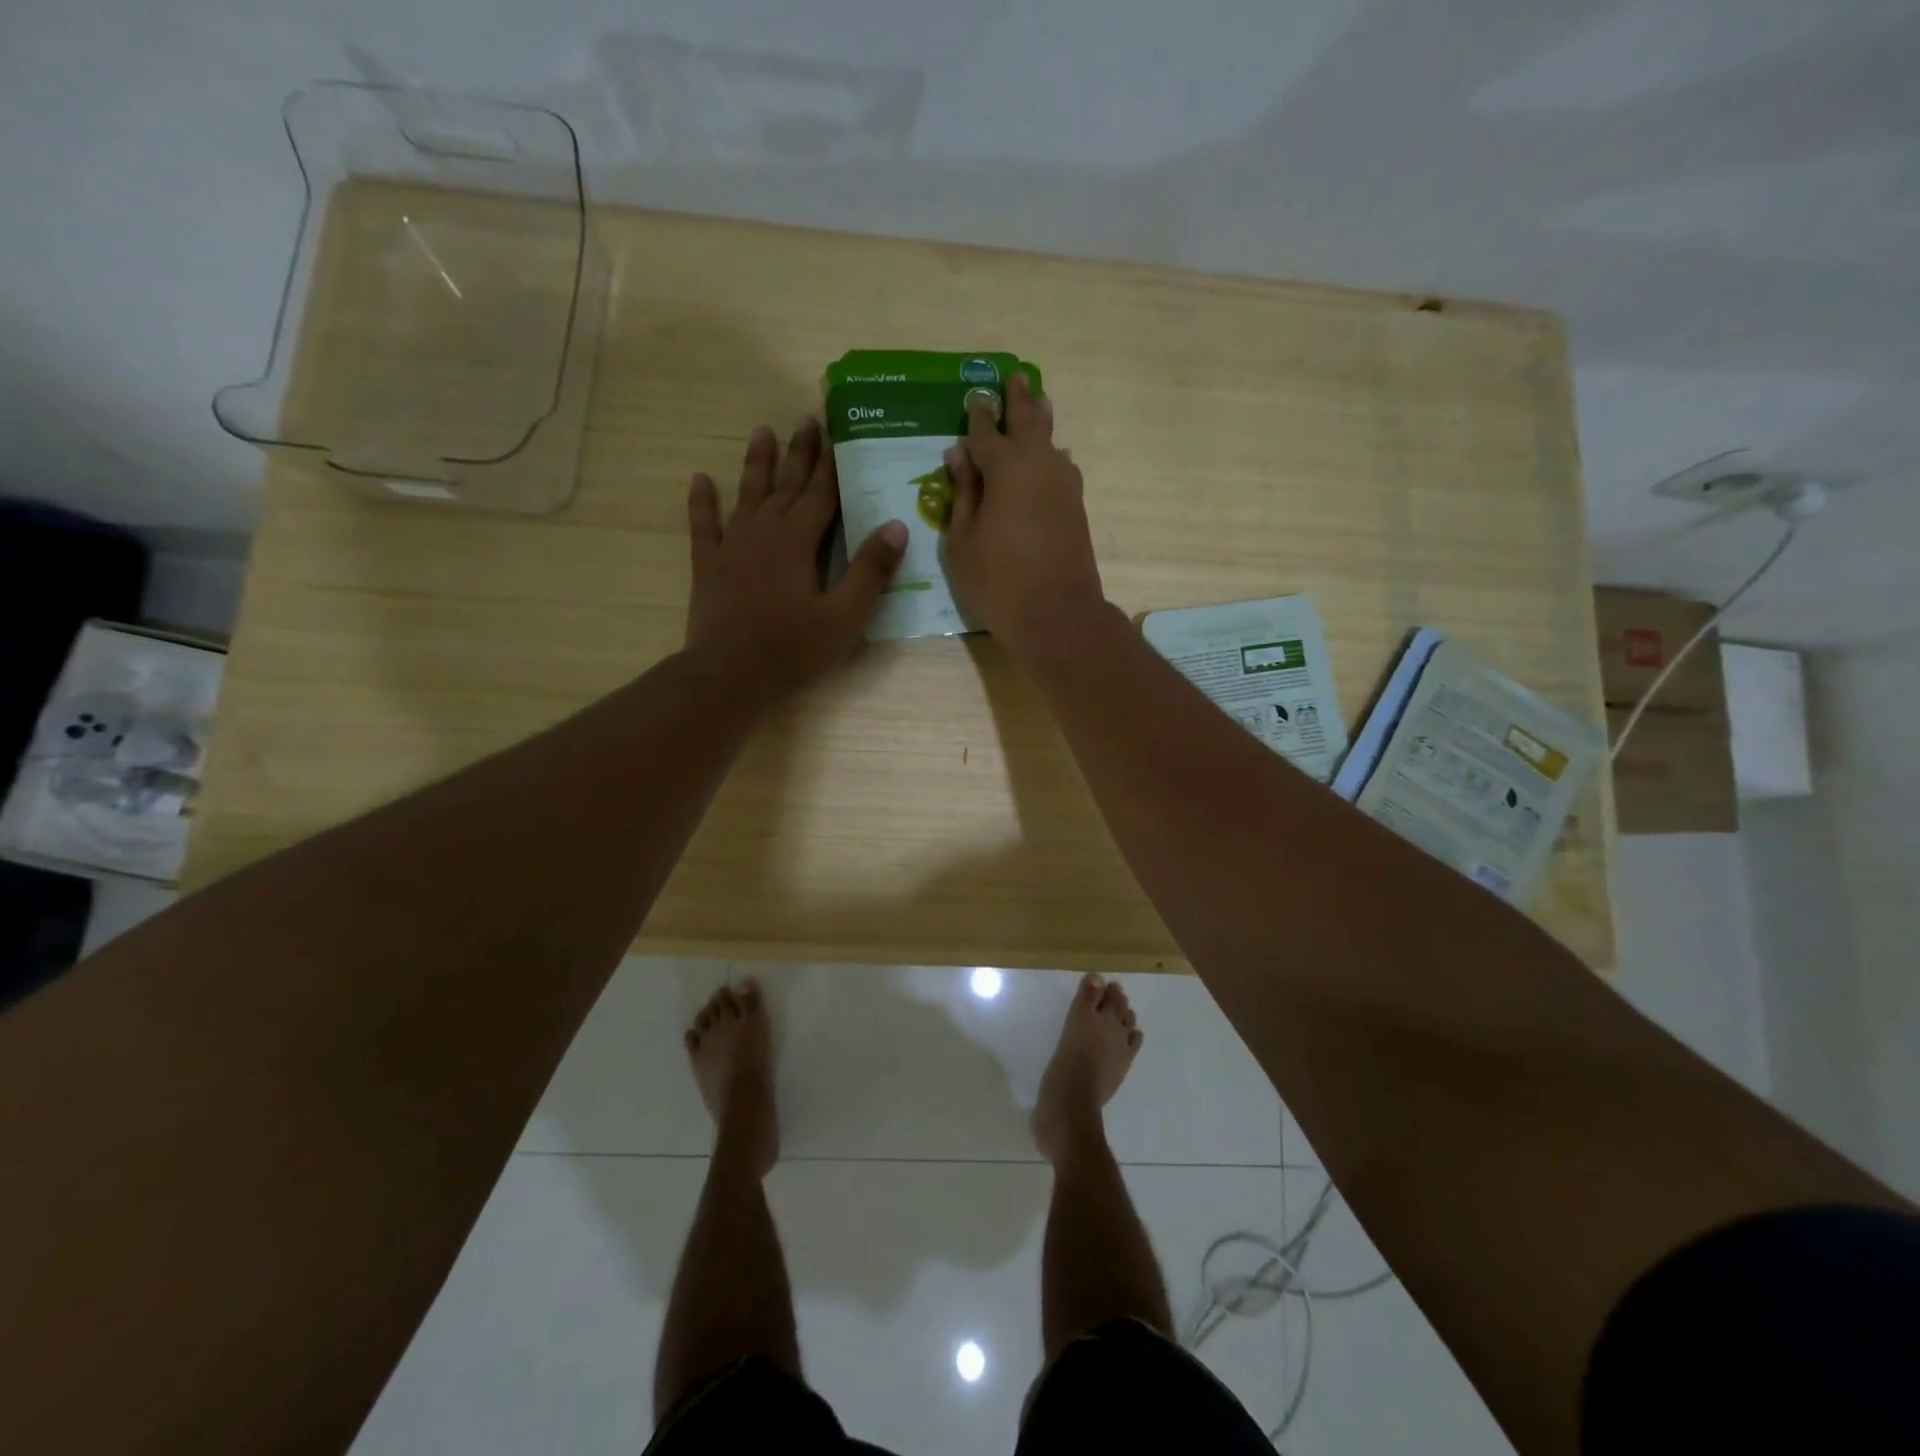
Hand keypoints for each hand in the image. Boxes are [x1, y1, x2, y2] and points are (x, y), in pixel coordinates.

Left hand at [685, 419, 905, 701]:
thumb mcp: (845, 616)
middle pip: (786, 485)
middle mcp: (764, 532)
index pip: (821, 494)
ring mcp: (732, 547)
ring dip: (756, 463)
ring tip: (762, 431)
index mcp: (798, 541)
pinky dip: (702, 502)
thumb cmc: (793, 650)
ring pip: (747, 494)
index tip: (837, 432)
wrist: (729, 676)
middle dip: (799, 452)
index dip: (831, 464)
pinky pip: (704, 525)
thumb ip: (870, 571)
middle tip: (806, 419)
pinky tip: (700, 480)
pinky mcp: (708, 566)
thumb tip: (896, 526)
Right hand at [943, 374, 1105, 654]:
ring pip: (1051, 441)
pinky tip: (1055, 454)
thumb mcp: (962, 541)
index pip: (985, 432)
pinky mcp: (1076, 506)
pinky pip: (1063, 466)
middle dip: (1017, 400)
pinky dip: (1054, 454)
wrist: (1057, 615)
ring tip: (1039, 401)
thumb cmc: (998, 582)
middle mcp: (1038, 465)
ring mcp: (1063, 484)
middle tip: (1014, 377)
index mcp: (1004, 468)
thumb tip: (959, 456)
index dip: (977, 415)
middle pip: (1027, 422)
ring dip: (1042, 420)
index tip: (974, 396)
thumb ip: (962, 494)